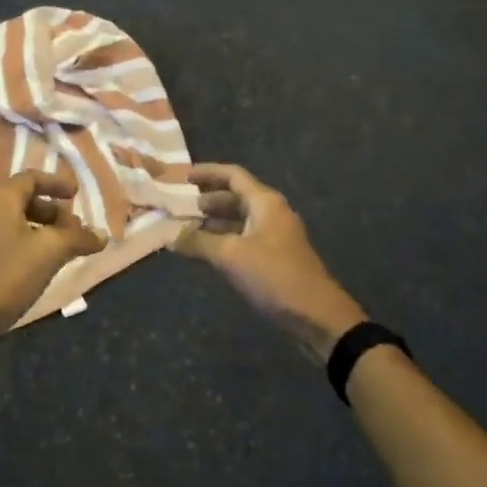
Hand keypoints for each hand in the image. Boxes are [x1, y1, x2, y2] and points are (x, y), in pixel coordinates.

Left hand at [0, 171, 105, 342]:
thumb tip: (102, 235)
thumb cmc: (8, 273)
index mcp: (1, 198)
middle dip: (53, 211)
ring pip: (17, 222)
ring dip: (43, 230)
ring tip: (64, 248)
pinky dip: (30, 243)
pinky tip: (43, 265)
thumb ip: (78, 238)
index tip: (75, 194)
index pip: (31, 178)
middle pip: (25, 200)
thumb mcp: (50, 251)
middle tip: (75, 228)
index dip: (56, 183)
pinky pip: (9, 239)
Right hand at [175, 164, 366, 359]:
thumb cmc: (274, 275)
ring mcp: (276, 235)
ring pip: (241, 218)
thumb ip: (198, 242)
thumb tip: (170, 235)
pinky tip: (210, 251)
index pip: (233, 175)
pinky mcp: (277, 256)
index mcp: (265, 202)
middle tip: (183, 206)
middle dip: (210, 199)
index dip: (207, 173)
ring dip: (217, 220)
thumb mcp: (230, 256)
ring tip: (190, 228)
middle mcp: (272, 212)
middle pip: (237, 195)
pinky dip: (226, 238)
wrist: (316, 314)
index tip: (183, 177)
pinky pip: (246, 237)